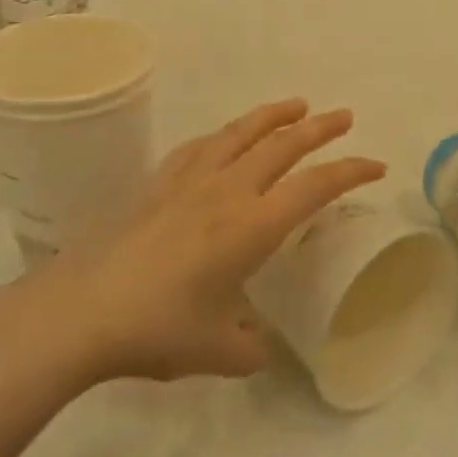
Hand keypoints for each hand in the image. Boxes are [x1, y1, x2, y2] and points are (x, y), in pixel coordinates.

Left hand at [23, 100, 385, 383]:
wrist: (81, 311)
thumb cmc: (157, 329)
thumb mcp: (218, 351)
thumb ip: (250, 350)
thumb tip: (258, 348)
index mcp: (252, 228)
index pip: (314, 187)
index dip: (350, 172)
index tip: (376, 166)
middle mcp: (226, 192)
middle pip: (282, 146)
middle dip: (319, 129)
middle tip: (344, 116)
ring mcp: (189, 182)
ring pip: (240, 134)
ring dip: (273, 116)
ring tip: (295, 104)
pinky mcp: (157, 184)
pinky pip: (199, 147)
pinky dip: (223, 135)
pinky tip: (225, 137)